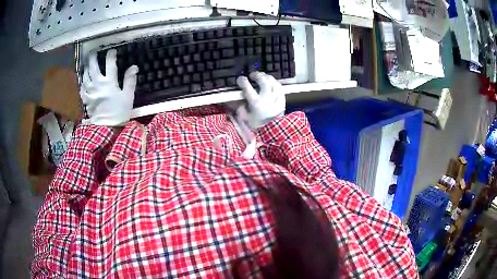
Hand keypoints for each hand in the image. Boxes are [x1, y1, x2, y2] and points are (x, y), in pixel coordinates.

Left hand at [80, 49, 137, 125]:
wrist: (107, 128)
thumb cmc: (119, 112)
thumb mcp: (128, 96)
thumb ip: (130, 80)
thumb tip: (134, 67)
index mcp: (109, 82)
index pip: (110, 63)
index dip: (111, 55)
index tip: (112, 51)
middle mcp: (98, 84)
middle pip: (93, 67)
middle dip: (93, 57)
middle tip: (94, 52)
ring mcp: (90, 91)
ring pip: (85, 75)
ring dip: (86, 68)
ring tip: (87, 64)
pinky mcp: (86, 99)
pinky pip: (82, 87)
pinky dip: (82, 81)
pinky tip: (83, 79)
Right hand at [236, 72, 285, 129]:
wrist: (273, 132)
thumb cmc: (257, 126)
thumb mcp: (245, 118)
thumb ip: (241, 108)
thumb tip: (240, 98)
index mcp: (256, 104)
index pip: (248, 88)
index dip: (243, 81)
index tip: (240, 79)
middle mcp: (267, 100)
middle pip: (263, 82)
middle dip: (257, 76)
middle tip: (252, 75)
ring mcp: (277, 100)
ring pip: (273, 83)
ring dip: (267, 77)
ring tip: (262, 76)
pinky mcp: (283, 101)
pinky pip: (280, 88)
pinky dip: (275, 83)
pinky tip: (271, 82)